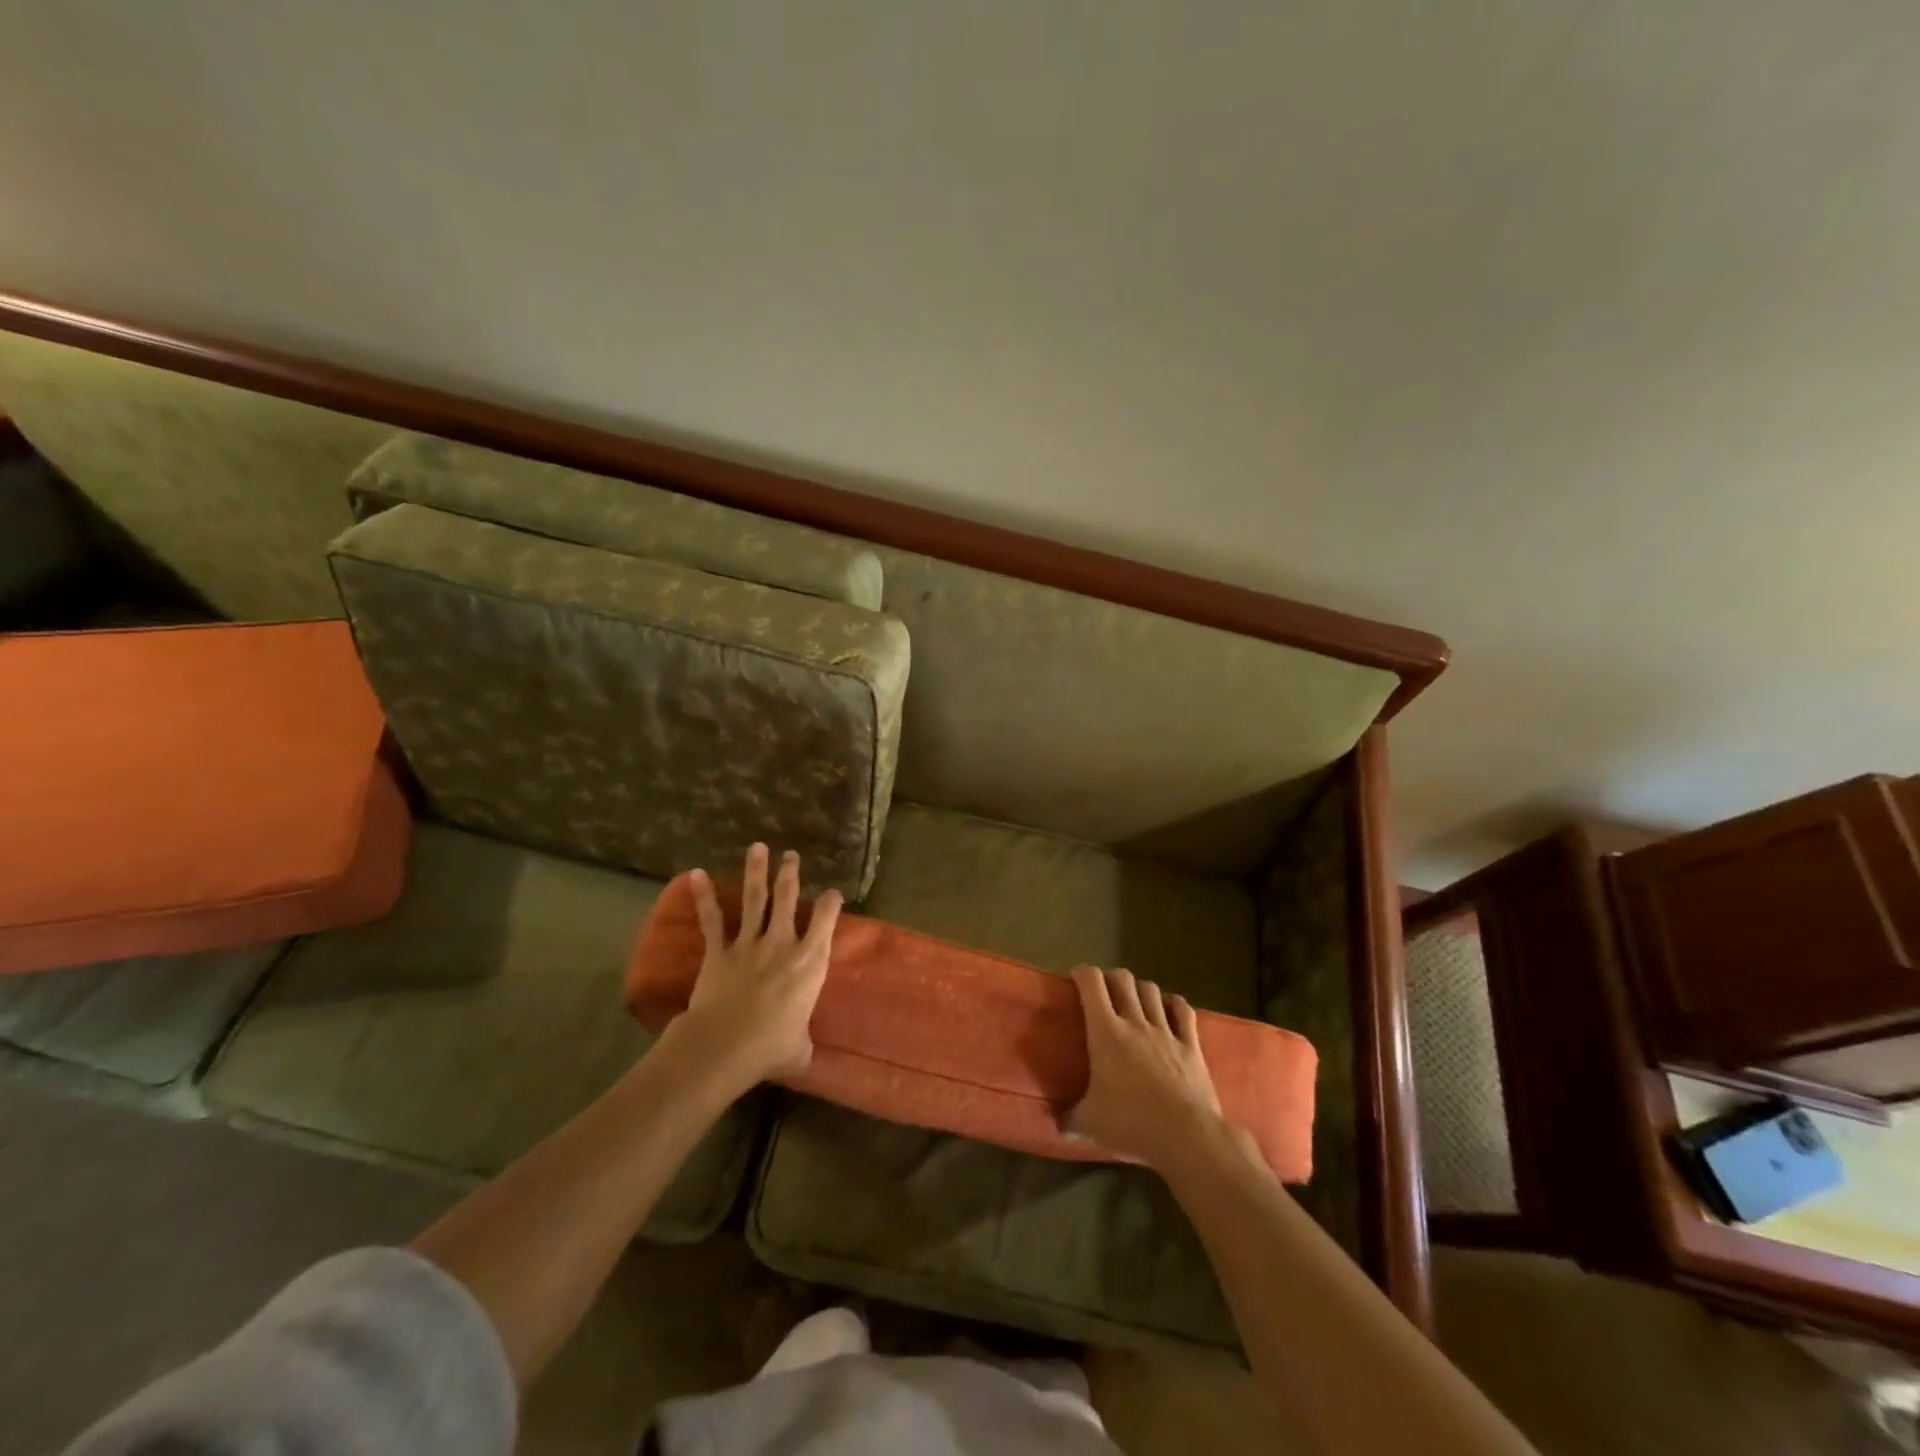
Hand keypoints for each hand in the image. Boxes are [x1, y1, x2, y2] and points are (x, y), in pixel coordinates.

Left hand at [667, 844, 842, 1090]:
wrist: (725, 1045)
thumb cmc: (771, 1048)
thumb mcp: (800, 1049)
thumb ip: (803, 1041)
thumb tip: (802, 1052)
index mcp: (810, 961)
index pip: (826, 920)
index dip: (830, 903)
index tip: (832, 894)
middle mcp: (782, 943)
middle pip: (788, 898)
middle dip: (790, 874)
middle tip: (791, 855)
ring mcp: (749, 943)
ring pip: (755, 899)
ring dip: (756, 872)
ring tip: (758, 848)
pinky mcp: (719, 951)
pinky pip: (712, 919)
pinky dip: (704, 896)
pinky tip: (695, 874)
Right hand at [1065, 965, 1226, 1171]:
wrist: (1186, 1138)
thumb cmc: (1131, 1124)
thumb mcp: (1089, 1125)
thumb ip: (1068, 1119)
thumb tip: (1054, 1122)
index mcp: (1106, 1032)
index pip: (1092, 983)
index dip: (1082, 973)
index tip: (1075, 978)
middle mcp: (1135, 1022)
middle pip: (1123, 979)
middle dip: (1111, 977)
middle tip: (1104, 991)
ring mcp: (1166, 1031)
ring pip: (1152, 991)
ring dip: (1140, 989)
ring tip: (1134, 1000)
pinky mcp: (1190, 1045)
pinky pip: (1184, 1011)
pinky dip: (1174, 1004)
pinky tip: (1170, 1008)